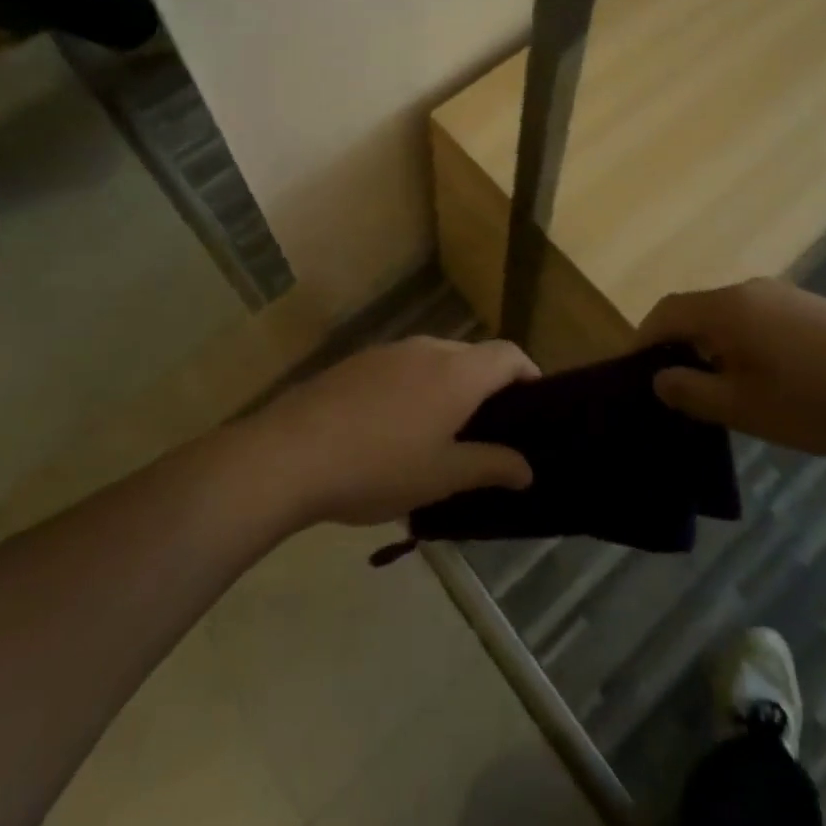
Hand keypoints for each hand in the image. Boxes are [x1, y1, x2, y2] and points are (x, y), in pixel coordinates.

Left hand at [248, 337, 538, 526]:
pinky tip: (396, 427)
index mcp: (457, 372)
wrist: (292, 452)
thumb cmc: (379, 466)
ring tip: (442, 432)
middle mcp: (428, 349)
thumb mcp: (442, 477)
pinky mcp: (358, 361)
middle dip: (488, 386)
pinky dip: (416, 387)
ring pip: (436, 360)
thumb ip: (491, 466)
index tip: (534, 406)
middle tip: (489, 430)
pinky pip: (403, 367)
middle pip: (473, 356)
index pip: (508, 355)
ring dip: (449, 386)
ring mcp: (389, 351)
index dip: (528, 374)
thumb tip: (528, 468)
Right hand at [639, 279, 825, 456]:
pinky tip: (760, 379)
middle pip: (695, 311)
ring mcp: (784, 297)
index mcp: (727, 308)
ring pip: (727, 317)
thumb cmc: (820, 400)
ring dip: (709, 347)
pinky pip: (756, 321)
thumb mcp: (746, 408)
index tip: (631, 375)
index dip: (642, 341)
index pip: (665, 313)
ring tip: (714, 390)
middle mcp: (750, 291)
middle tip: (671, 388)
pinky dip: (739, 344)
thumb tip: (659, 377)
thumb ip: (693, 392)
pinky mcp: (811, 309)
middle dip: (675, 346)